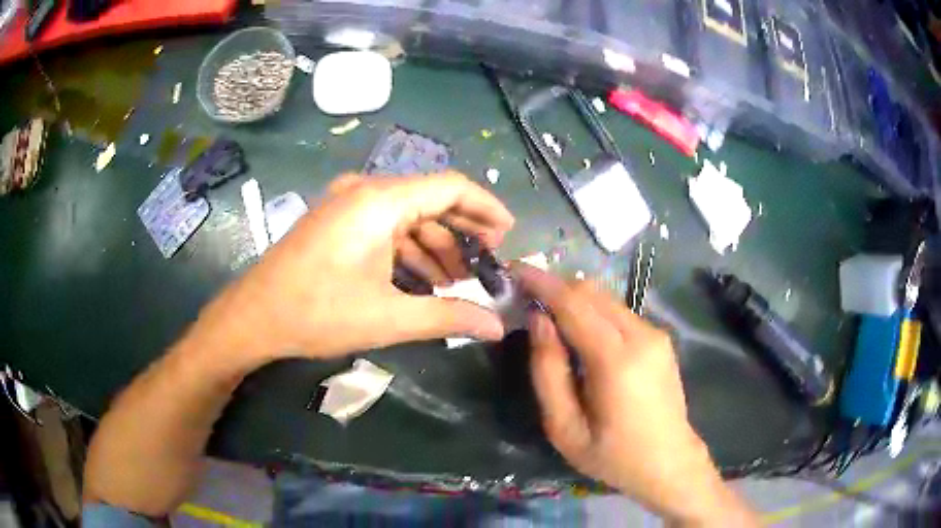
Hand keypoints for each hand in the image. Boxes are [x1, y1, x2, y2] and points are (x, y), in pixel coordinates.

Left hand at [198, 172, 514, 361]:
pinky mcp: (336, 222)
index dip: (486, 207)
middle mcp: (365, 191)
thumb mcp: (388, 317)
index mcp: (380, 201)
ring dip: (434, 246)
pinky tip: (419, 281)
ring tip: (454, 283)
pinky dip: (407, 250)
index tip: (508, 235)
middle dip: (462, 233)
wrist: (253, 317)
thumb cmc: (317, 313)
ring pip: (407, 216)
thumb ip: (449, 317)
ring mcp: (346, 204)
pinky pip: (384, 227)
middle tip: (485, 266)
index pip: (450, 187)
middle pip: (430, 200)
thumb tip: (496, 326)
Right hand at [515, 265, 755, 525]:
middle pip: (591, 291)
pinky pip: (619, 313)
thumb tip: (538, 320)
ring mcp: (655, 335)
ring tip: (547, 315)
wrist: (670, 463)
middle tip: (525, 295)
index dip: (541, 282)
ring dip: (574, 298)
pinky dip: (593, 311)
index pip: (573, 303)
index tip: (513, 270)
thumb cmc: (612, 455)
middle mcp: (641, 336)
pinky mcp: (660, 339)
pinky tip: (579, 332)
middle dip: (555, 286)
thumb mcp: (564, 428)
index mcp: (616, 361)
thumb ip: (548, 371)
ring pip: (606, 298)